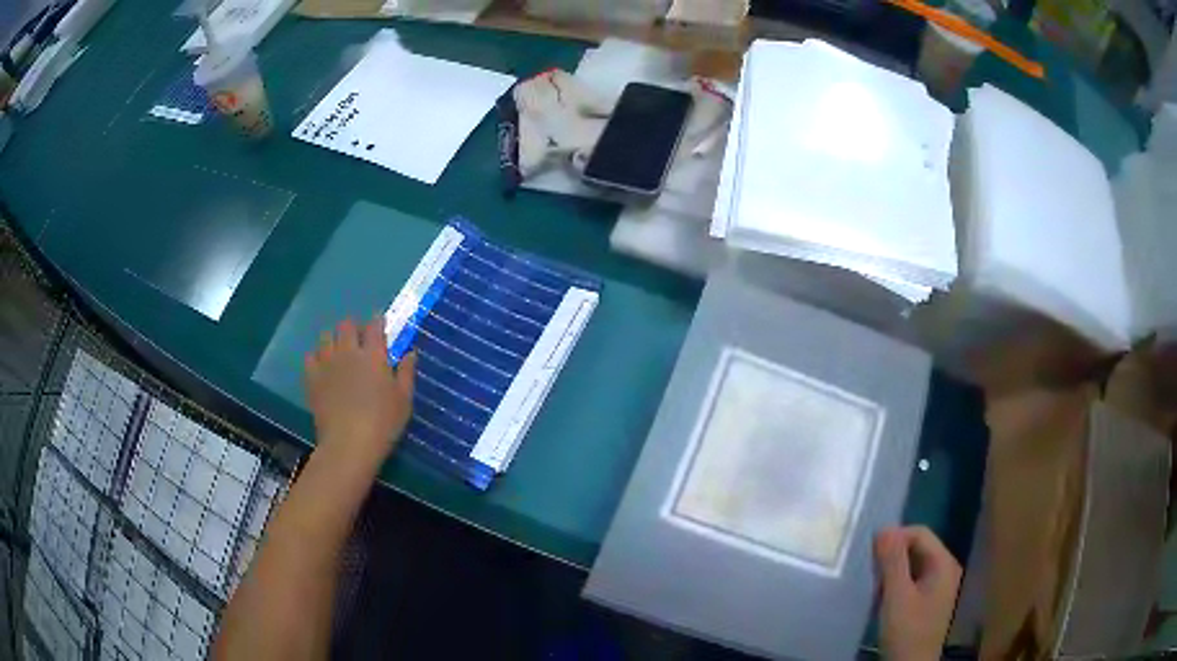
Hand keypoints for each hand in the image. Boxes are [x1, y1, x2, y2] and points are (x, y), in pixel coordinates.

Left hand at [304, 316, 416, 472]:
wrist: (349, 444)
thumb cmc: (383, 423)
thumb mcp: (404, 400)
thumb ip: (406, 373)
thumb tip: (410, 353)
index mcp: (373, 355)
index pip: (375, 326)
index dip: (378, 320)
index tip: (380, 322)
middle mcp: (348, 352)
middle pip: (346, 325)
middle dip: (354, 327)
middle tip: (360, 338)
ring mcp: (327, 363)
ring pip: (326, 336)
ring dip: (334, 338)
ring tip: (340, 350)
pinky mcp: (312, 378)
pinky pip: (310, 356)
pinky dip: (317, 356)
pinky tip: (323, 366)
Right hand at [875, 526, 961, 660]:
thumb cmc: (906, 631)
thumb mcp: (896, 596)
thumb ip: (892, 562)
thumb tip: (884, 528)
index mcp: (944, 564)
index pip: (920, 533)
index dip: (895, 538)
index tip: (871, 555)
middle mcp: (947, 570)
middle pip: (919, 547)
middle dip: (894, 556)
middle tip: (871, 572)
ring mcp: (941, 586)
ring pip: (915, 564)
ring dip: (895, 571)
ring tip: (876, 586)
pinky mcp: (932, 601)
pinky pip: (915, 580)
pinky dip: (899, 583)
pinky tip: (885, 599)